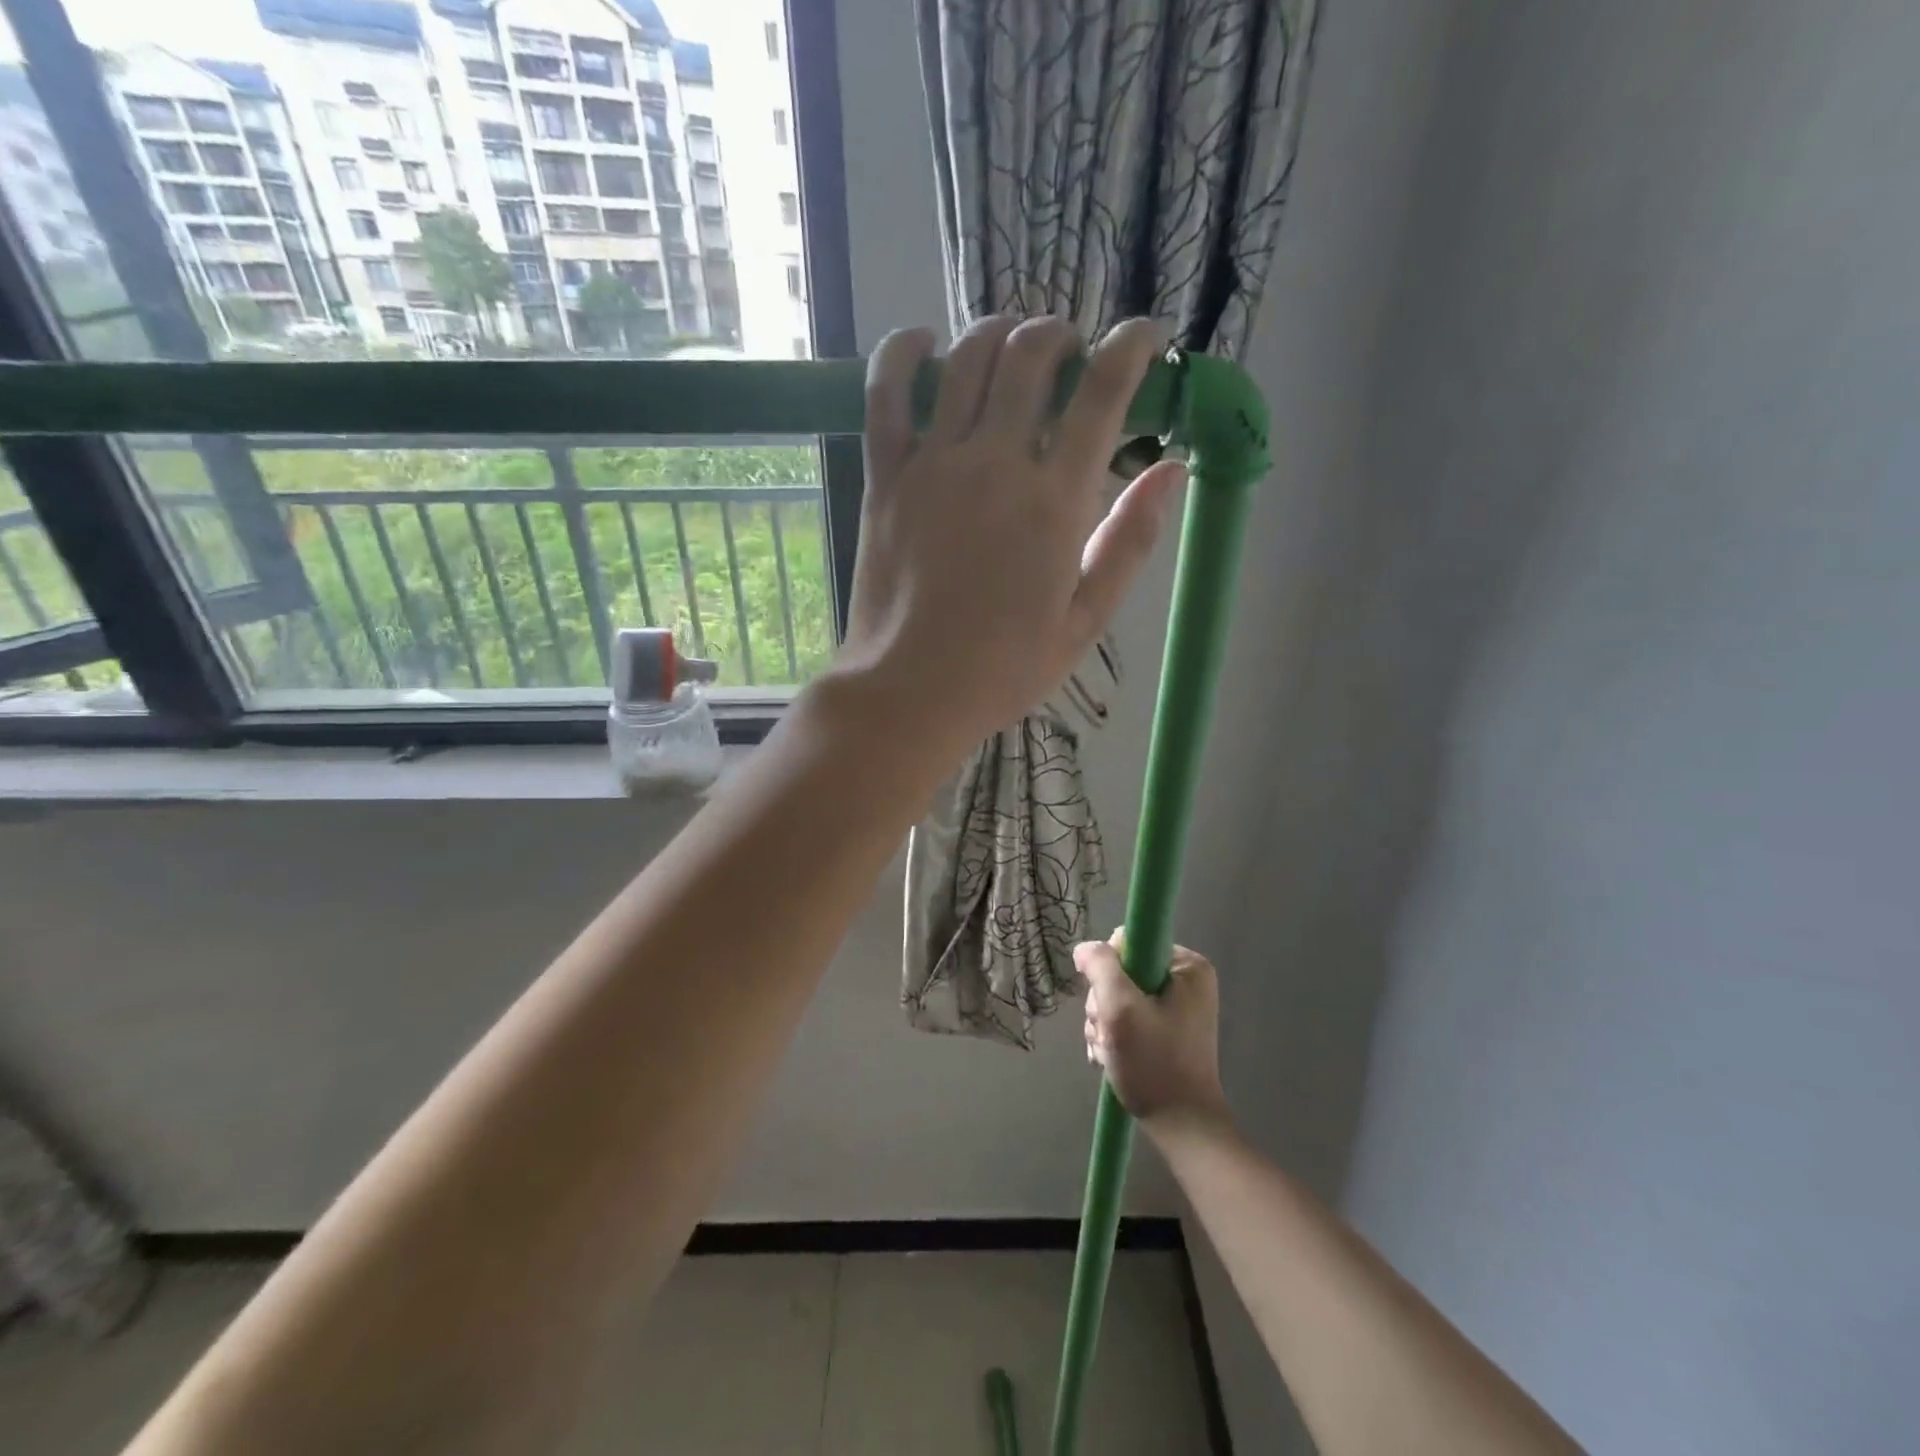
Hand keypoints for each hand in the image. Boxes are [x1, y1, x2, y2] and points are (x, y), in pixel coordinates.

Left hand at [838, 315, 1186, 754]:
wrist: (909, 692)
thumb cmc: (1002, 669)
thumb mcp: (1085, 621)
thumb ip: (1129, 542)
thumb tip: (1170, 469)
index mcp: (1055, 502)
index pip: (1102, 391)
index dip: (1133, 347)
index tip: (1146, 339)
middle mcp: (995, 463)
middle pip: (1032, 353)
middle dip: (1062, 336)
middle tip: (1070, 358)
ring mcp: (933, 464)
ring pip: (967, 358)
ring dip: (999, 333)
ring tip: (1012, 349)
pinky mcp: (885, 476)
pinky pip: (885, 391)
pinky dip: (904, 352)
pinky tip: (925, 343)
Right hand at [1080, 934, 1229, 1134]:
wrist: (1182, 1127)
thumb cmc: (1155, 1064)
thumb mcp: (1120, 1009)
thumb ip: (1101, 967)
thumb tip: (1084, 948)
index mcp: (1187, 966)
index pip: (1128, 942)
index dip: (1108, 969)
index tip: (1109, 1003)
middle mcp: (1185, 981)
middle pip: (1120, 972)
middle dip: (1104, 1004)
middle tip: (1109, 1033)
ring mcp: (1176, 1007)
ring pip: (1118, 997)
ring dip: (1104, 1023)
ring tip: (1109, 1050)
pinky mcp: (1166, 1030)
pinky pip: (1127, 1018)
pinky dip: (1113, 1036)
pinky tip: (1110, 1057)